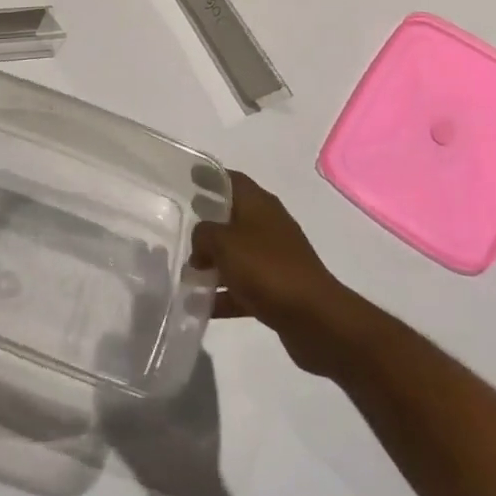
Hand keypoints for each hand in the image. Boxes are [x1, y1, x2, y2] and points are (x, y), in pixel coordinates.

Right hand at [192, 171, 349, 374]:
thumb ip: (203, 234)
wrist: (315, 318)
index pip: (231, 180)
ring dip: (213, 262)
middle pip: (233, 217)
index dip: (209, 177)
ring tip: (185, 271)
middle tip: (180, 226)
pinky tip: (200, 305)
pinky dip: (224, 293)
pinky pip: (243, 287)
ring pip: (237, 254)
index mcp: (259, 204)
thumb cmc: (266, 268)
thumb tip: (199, 242)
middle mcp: (268, 225)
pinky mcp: (278, 290)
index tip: (187, 179)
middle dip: (208, 222)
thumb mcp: (224, 243)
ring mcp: (275, 258)